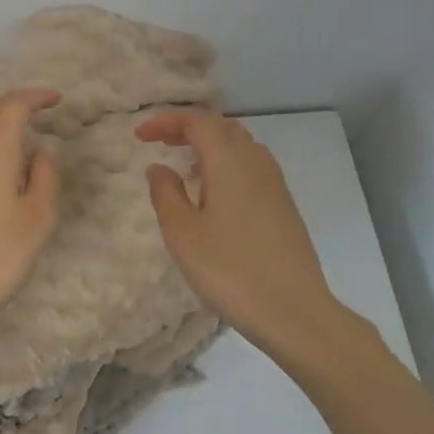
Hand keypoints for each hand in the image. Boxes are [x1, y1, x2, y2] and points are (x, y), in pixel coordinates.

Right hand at [136, 111, 345, 360]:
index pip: (198, 121)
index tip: (140, 136)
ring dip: (209, 146)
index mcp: (230, 162)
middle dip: (188, 128)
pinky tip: (213, 194)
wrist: (293, 311)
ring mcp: (275, 184)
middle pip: (222, 127)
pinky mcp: (284, 205)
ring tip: (184, 166)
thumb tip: (159, 167)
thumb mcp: (182, 233)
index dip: (166, 121)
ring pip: (240, 146)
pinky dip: (226, 164)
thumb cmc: (230, 270)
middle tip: (160, 143)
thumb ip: (165, 193)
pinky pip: (251, 167)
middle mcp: (256, 162)